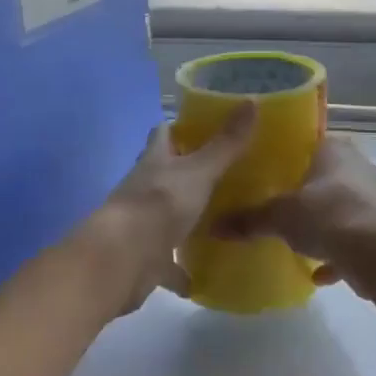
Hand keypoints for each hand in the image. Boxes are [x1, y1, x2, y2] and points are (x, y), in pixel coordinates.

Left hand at [86, 104, 257, 314]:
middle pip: (165, 174)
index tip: (204, 127)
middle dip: (188, 172)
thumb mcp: (200, 170)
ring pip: (166, 216)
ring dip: (185, 218)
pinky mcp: (145, 259)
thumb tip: (252, 101)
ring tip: (219, 219)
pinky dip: (181, 269)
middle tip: (223, 172)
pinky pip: (167, 263)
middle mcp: (144, 188)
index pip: (163, 134)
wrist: (123, 260)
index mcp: (155, 161)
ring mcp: (142, 224)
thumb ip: (226, 143)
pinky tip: (202, 274)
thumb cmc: (161, 204)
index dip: (179, 128)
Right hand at [213, 134, 375, 285]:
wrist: (375, 251)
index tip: (276, 172)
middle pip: (331, 175)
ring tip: (303, 241)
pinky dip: (339, 254)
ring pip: (345, 206)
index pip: (313, 144)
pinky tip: (319, 274)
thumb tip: (214, 226)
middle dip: (311, 192)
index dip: (295, 157)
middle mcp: (359, 167)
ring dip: (328, 223)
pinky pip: (355, 238)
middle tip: (286, 206)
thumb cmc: (325, 214)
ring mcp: (375, 198)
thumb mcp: (279, 216)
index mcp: (335, 150)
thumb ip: (250, 219)